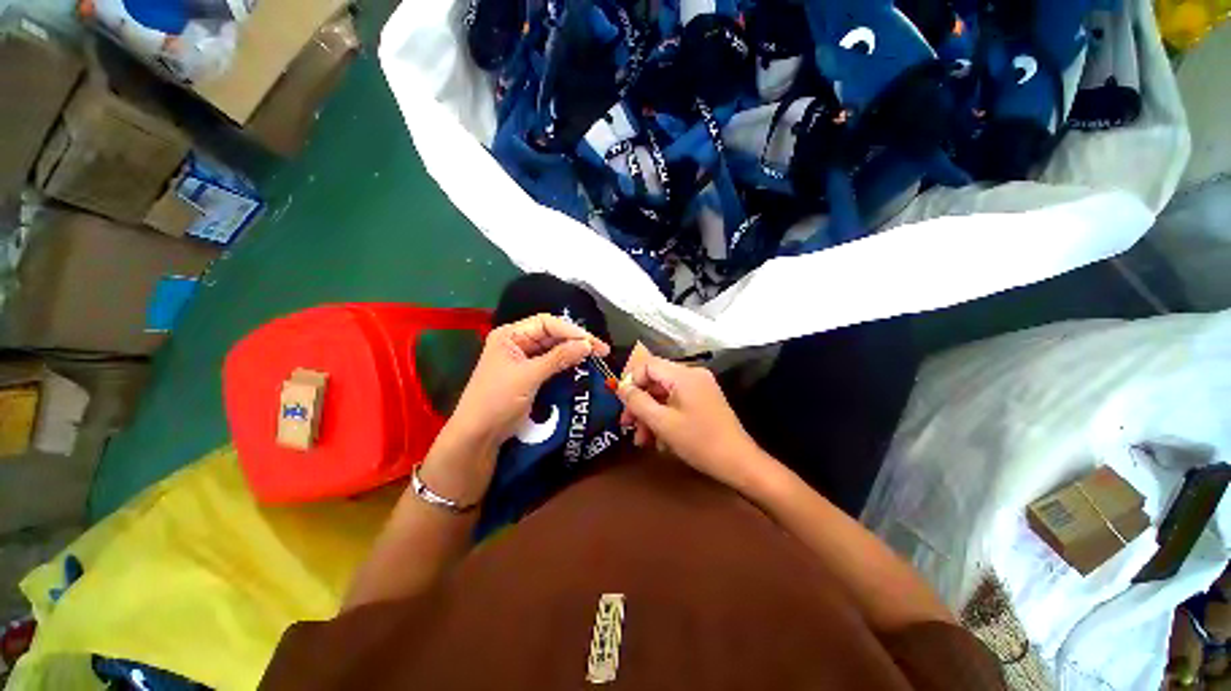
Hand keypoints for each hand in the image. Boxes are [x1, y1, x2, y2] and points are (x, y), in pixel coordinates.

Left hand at [447, 313, 609, 450]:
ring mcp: (524, 359)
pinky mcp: (530, 375)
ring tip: (596, 357)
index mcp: (511, 335)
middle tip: (602, 350)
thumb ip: (558, 358)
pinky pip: (552, 364)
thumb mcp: (528, 377)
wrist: (478, 436)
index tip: (593, 343)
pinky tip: (582, 367)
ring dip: (574, 352)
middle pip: (552, 335)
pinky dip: (567, 365)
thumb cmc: (497, 400)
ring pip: (554, 349)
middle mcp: (517, 342)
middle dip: (576, 341)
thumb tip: (587, 345)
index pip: (546, 323)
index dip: (571, 331)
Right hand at [616, 346, 769, 493]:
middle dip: (639, 403)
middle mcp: (692, 375)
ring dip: (650, 415)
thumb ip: (638, 401)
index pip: (648, 365)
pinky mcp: (703, 400)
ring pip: (664, 394)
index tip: (622, 403)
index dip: (631, 381)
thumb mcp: (662, 422)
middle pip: (655, 381)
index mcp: (684, 375)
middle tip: (627, 426)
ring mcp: (700, 387)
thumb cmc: (699, 441)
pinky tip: (659, 440)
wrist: (738, 462)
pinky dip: (664, 417)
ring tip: (642, 440)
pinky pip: (676, 402)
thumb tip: (621, 387)